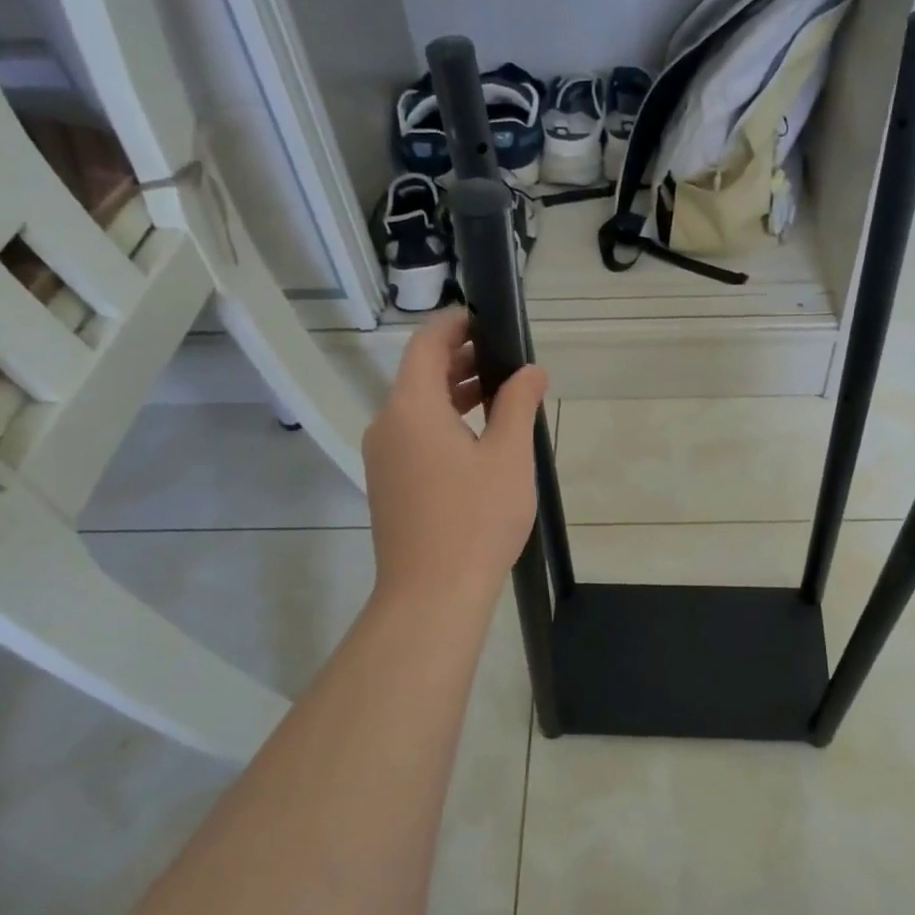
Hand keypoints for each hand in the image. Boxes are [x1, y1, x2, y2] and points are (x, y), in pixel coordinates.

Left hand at [363, 309, 548, 607]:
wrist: (431, 595)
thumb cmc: (475, 519)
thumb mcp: (509, 456)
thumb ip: (518, 404)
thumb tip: (531, 370)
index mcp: (412, 408)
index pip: (425, 344)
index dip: (453, 324)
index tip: (485, 319)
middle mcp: (387, 425)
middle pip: (419, 375)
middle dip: (459, 359)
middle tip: (504, 358)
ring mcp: (383, 458)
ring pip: (417, 408)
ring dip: (454, 393)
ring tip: (499, 395)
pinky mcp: (388, 484)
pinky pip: (414, 436)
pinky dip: (443, 423)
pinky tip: (477, 439)